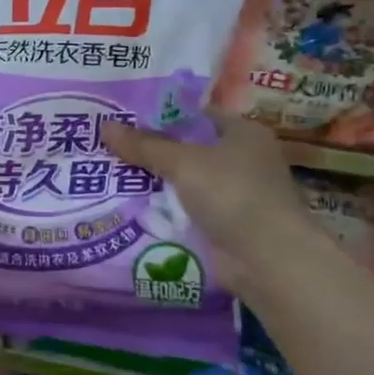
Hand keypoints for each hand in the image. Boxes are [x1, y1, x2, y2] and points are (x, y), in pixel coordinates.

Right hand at [101, 115, 315, 292]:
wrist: (267, 258)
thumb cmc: (231, 193)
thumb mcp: (182, 162)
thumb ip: (144, 145)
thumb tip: (105, 127)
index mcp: (243, 132)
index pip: (196, 116)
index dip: (161, 116)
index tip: (124, 120)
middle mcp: (244, 159)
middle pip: (189, 149)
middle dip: (152, 151)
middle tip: (110, 148)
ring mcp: (236, 195)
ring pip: (186, 182)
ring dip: (157, 183)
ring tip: (111, 176)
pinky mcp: (227, 225)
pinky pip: (188, 210)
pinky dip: (166, 211)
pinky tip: (132, 208)